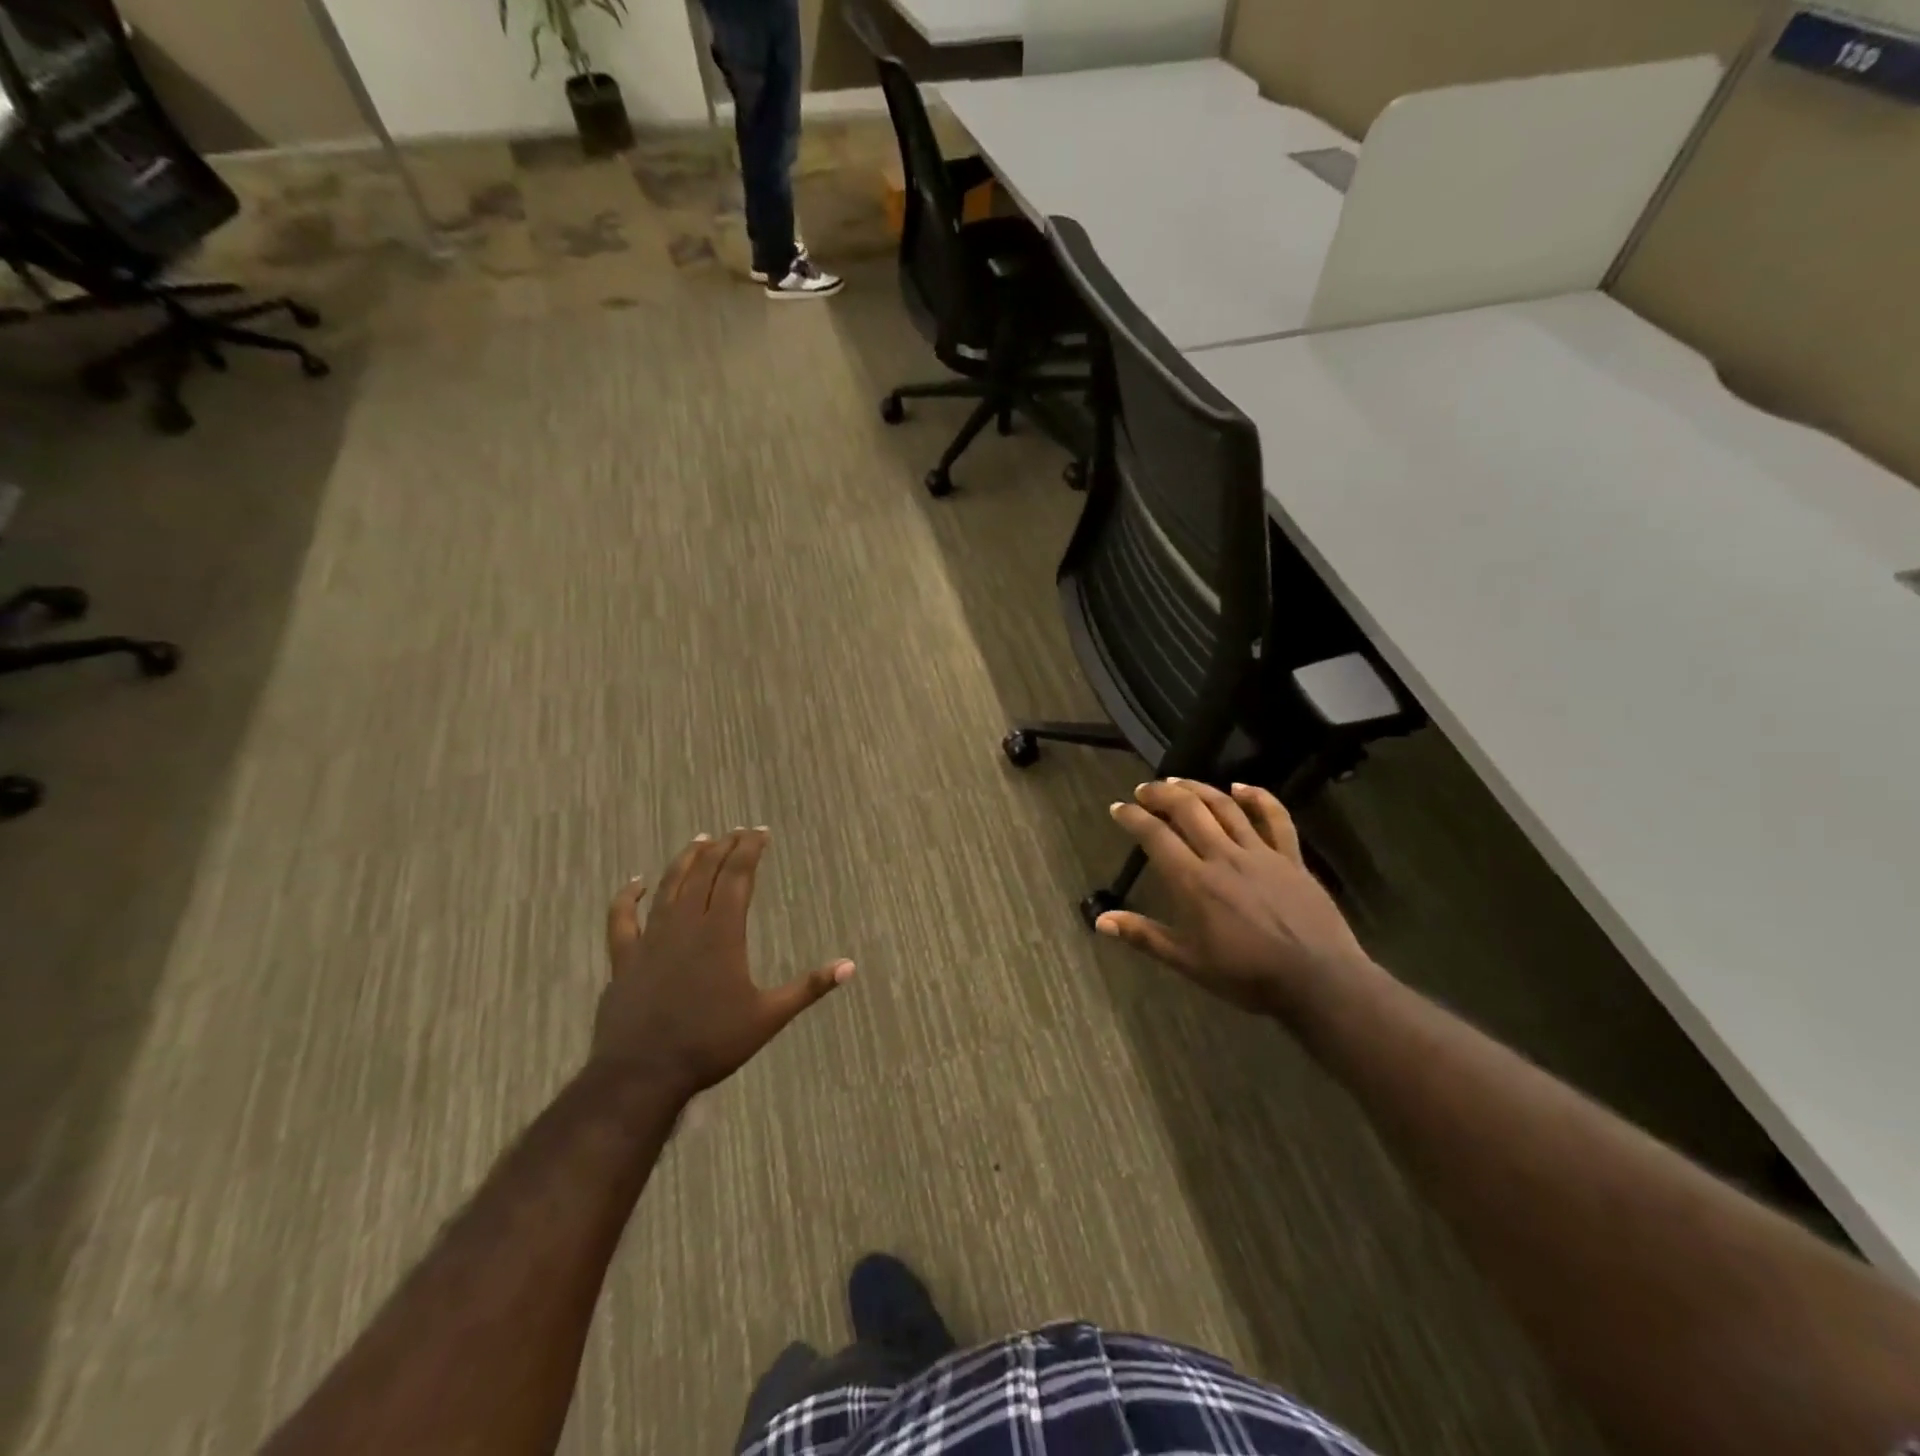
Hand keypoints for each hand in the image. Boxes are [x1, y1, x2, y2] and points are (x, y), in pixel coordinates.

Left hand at [594, 829, 852, 1100]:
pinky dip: (627, 897)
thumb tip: (850, 966)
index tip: (760, 831)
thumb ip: (808, 987)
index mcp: (722, 932)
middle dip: (723, 848)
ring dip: (685, 860)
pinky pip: (622, 919)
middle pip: (704, 873)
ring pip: (669, 886)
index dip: (749, 850)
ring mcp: (651, 939)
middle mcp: (686, 924)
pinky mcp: (625, 958)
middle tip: (737, 832)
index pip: (737, 876)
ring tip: (700, 840)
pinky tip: (635, 883)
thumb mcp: (769, 1017)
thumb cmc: (711, 1043)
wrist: (643, 1074)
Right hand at [1099, 780, 1372, 1022]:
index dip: (1133, 817)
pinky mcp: (1291, 857)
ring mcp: (1260, 853)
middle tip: (1145, 790)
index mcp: (1194, 882)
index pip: (1155, 836)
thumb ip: (1144, 937)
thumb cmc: (1247, 976)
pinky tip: (1241, 787)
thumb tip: (1100, 921)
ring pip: (1224, 806)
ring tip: (1178, 781)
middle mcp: (1223, 857)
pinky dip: (1258, 797)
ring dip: (1198, 788)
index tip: (1118, 808)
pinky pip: (1275, 818)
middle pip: (1188, 809)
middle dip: (1161, 794)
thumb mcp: (1188, 962)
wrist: (1317, 981)